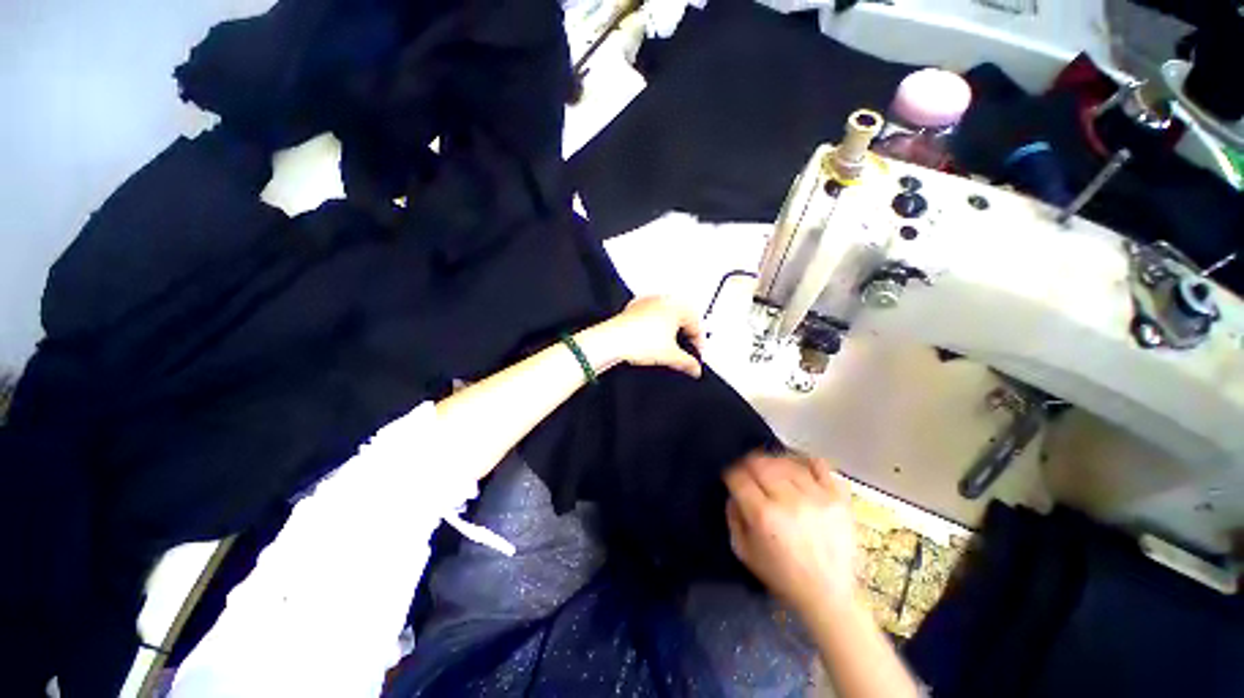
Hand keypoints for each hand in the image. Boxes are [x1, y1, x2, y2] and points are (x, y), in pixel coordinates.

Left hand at [584, 296, 703, 377]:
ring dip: (673, 328)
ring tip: (670, 344)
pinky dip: (658, 325)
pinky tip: (653, 338)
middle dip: (686, 334)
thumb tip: (695, 368)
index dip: (699, 342)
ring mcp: (648, 301)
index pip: (696, 324)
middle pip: (683, 317)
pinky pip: (653, 314)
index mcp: (677, 306)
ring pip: (668, 314)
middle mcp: (664, 300)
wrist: (612, 340)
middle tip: (686, 348)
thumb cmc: (638, 340)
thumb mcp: (670, 356)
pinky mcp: (635, 307)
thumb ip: (687, 363)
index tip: (696, 354)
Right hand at [724, 453, 857, 616]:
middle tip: (751, 474)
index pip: (738, 477)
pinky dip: (806, 463)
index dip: (732, 475)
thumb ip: (733, 517)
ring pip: (785, 462)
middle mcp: (788, 500)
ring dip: (774, 463)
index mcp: (763, 515)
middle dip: (749, 465)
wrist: (829, 596)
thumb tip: (734, 493)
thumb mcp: (744, 552)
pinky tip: (800, 471)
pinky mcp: (838, 499)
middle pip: (760, 463)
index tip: (733, 480)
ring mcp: (816, 497)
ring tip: (774, 474)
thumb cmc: (782, 576)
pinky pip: (819, 465)